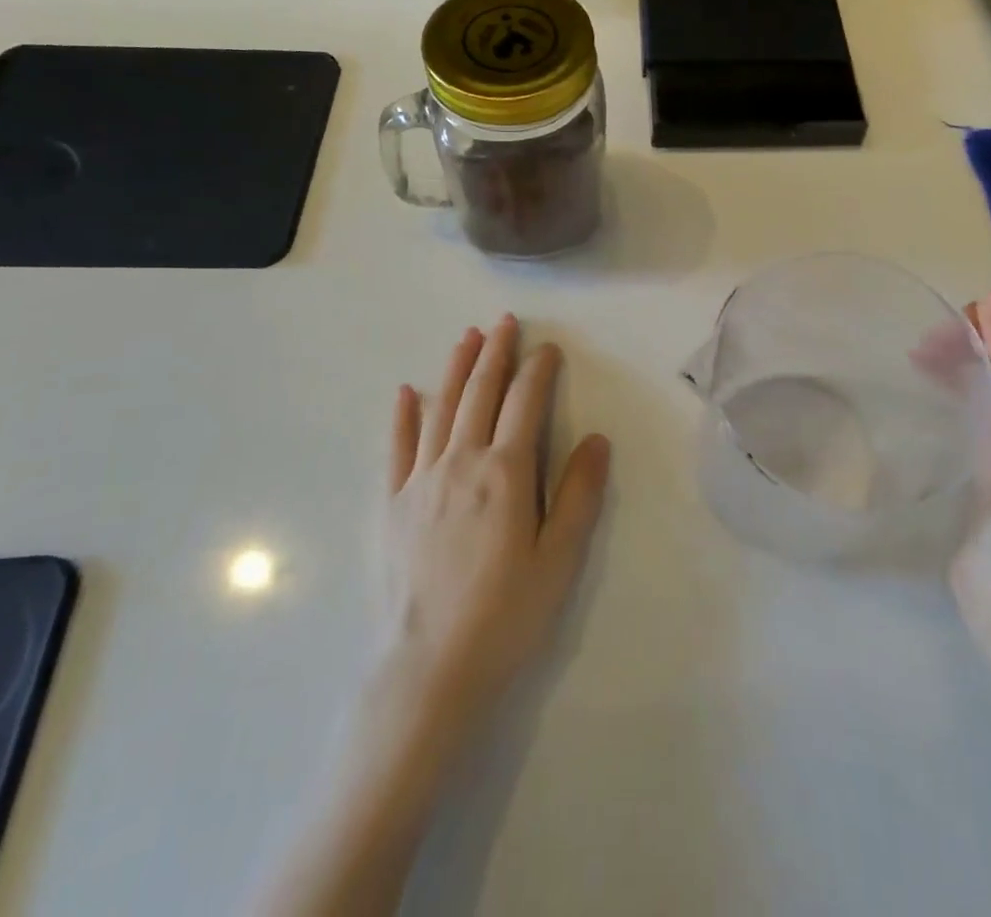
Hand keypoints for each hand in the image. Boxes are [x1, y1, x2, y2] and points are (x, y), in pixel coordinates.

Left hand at [380, 315, 610, 749]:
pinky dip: (403, 415)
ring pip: (441, 408)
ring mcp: (421, 480)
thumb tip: (597, 438)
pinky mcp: (392, 505)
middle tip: (505, 322)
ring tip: (466, 337)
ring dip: (455, 368)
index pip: (525, 402)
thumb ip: (579, 494)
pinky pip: (398, 447)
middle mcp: (462, 461)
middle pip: (480, 392)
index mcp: (506, 472)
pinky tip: (406, 392)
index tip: (548, 348)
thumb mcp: (559, 558)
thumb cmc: (506, 615)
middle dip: (495, 352)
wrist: (429, 669)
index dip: (538, 370)